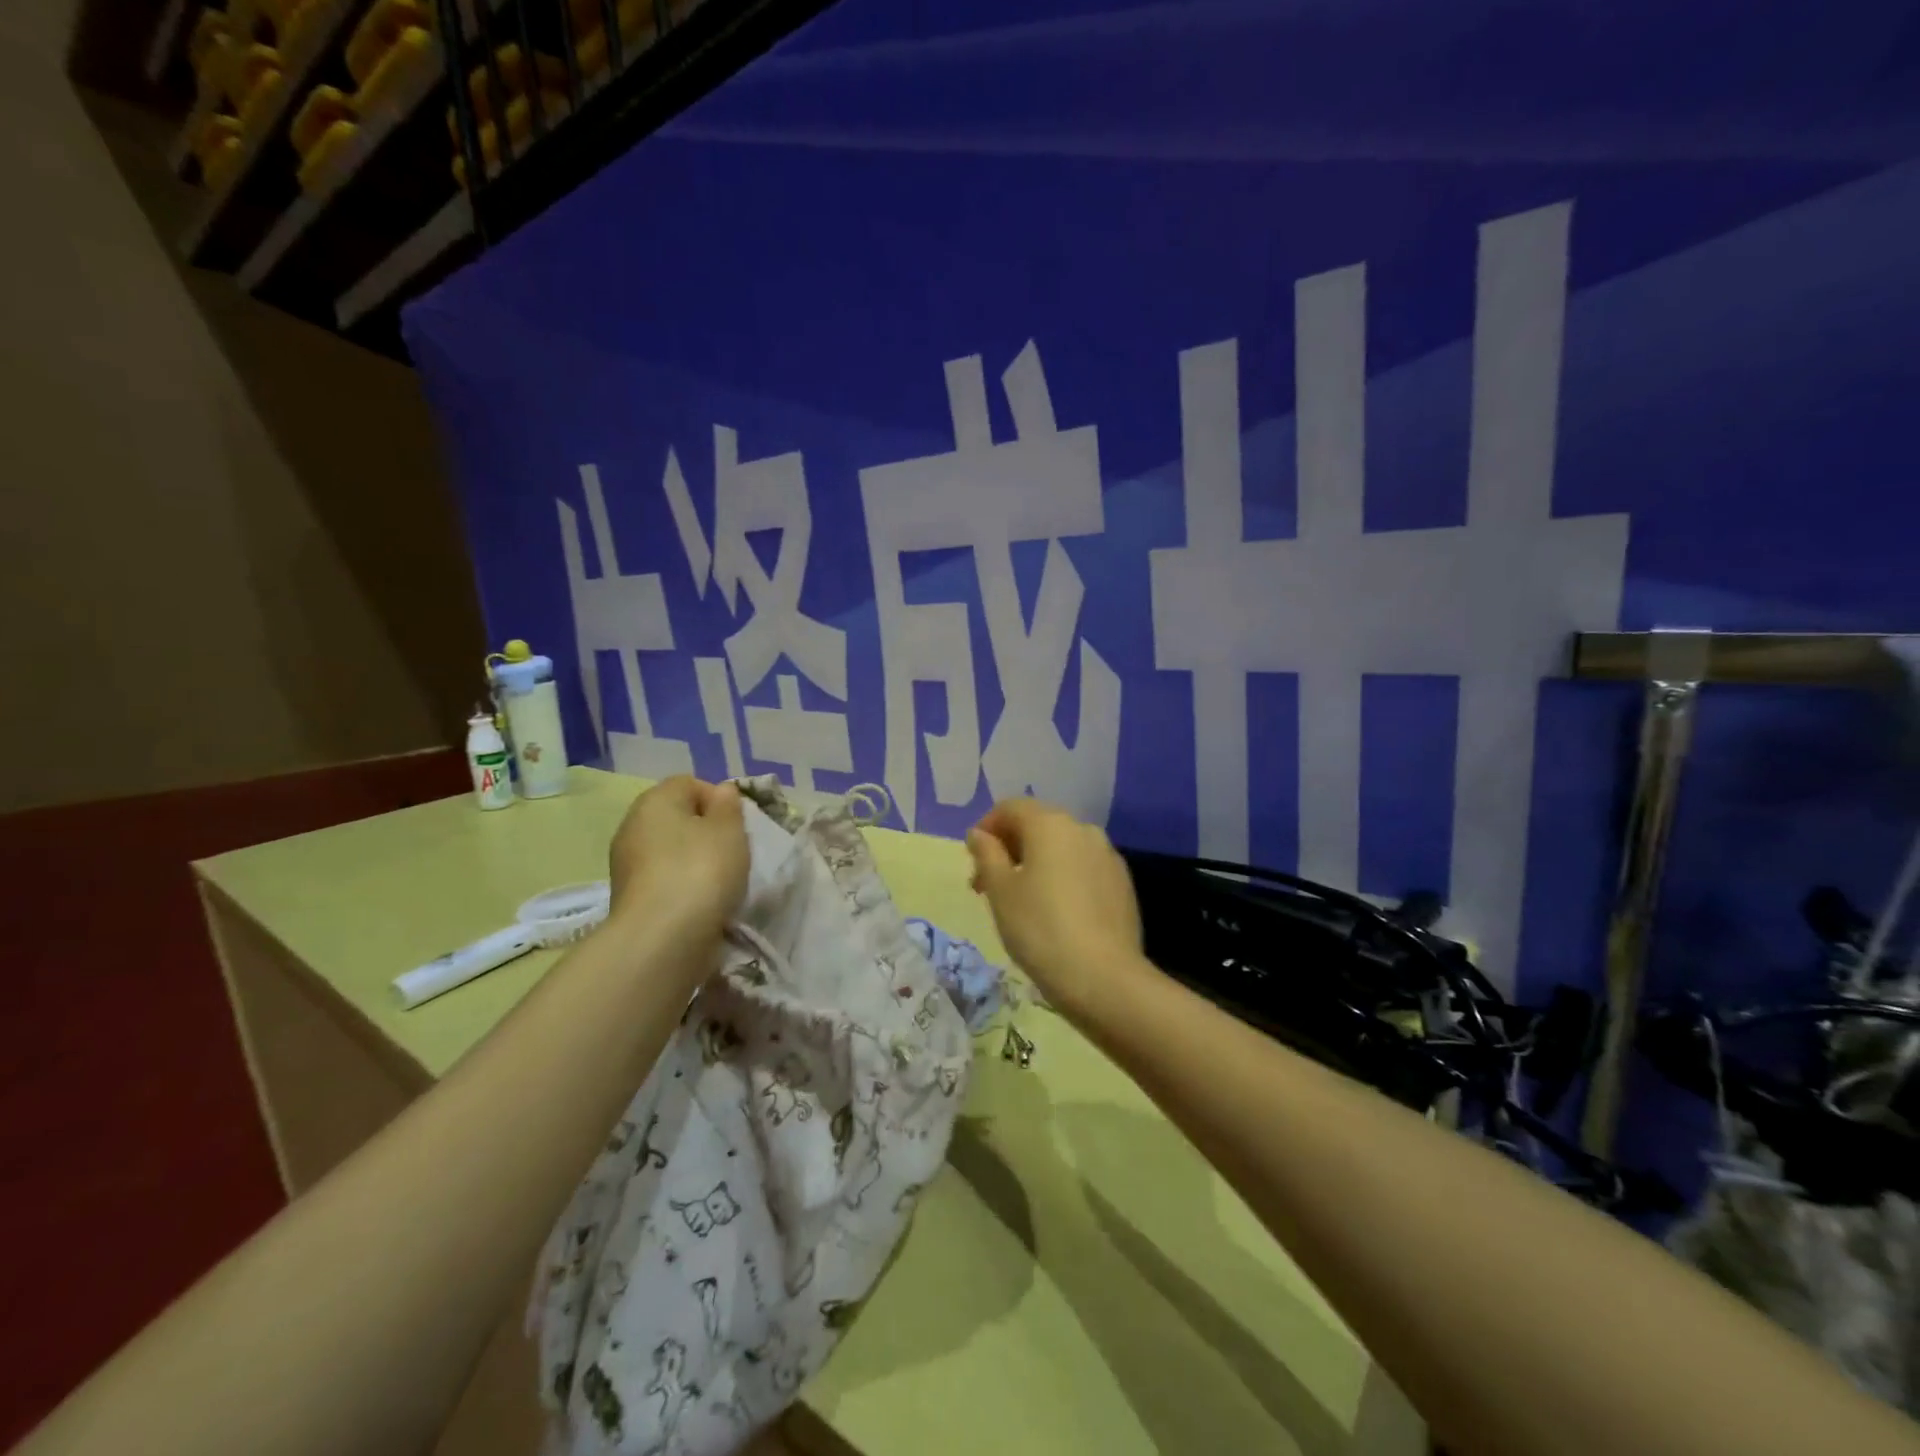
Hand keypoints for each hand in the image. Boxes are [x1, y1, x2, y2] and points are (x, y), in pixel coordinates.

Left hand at [607, 777, 748, 951]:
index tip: (737, 826)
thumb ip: (728, 805)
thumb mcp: (729, 830)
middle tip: (731, 852)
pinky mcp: (627, 896)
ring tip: (718, 881)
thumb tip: (721, 791)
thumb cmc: (701, 870)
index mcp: (655, 800)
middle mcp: (632, 824)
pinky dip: (680, 884)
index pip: (690, 784)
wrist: (662, 937)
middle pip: (677, 817)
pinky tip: (699, 901)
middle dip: (705, 831)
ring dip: (693, 860)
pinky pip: (662, 877)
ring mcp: (625, 862)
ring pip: (669, 849)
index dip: (718, 800)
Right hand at [966, 798, 1143, 1014]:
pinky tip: (1056, 913)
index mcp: (1050, 824)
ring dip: (1037, 863)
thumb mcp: (1000, 891)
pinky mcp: (1122, 883)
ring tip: (1022, 901)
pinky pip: (1083, 869)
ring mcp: (1108, 856)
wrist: (1102, 977)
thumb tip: (980, 834)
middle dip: (1010, 848)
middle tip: (990, 885)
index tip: (973, 861)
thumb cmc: (1039, 928)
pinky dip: (1063, 878)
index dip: (986, 828)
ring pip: (1062, 848)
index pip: (1010, 808)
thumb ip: (987, 854)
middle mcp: (1082, 829)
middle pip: (1038, 825)